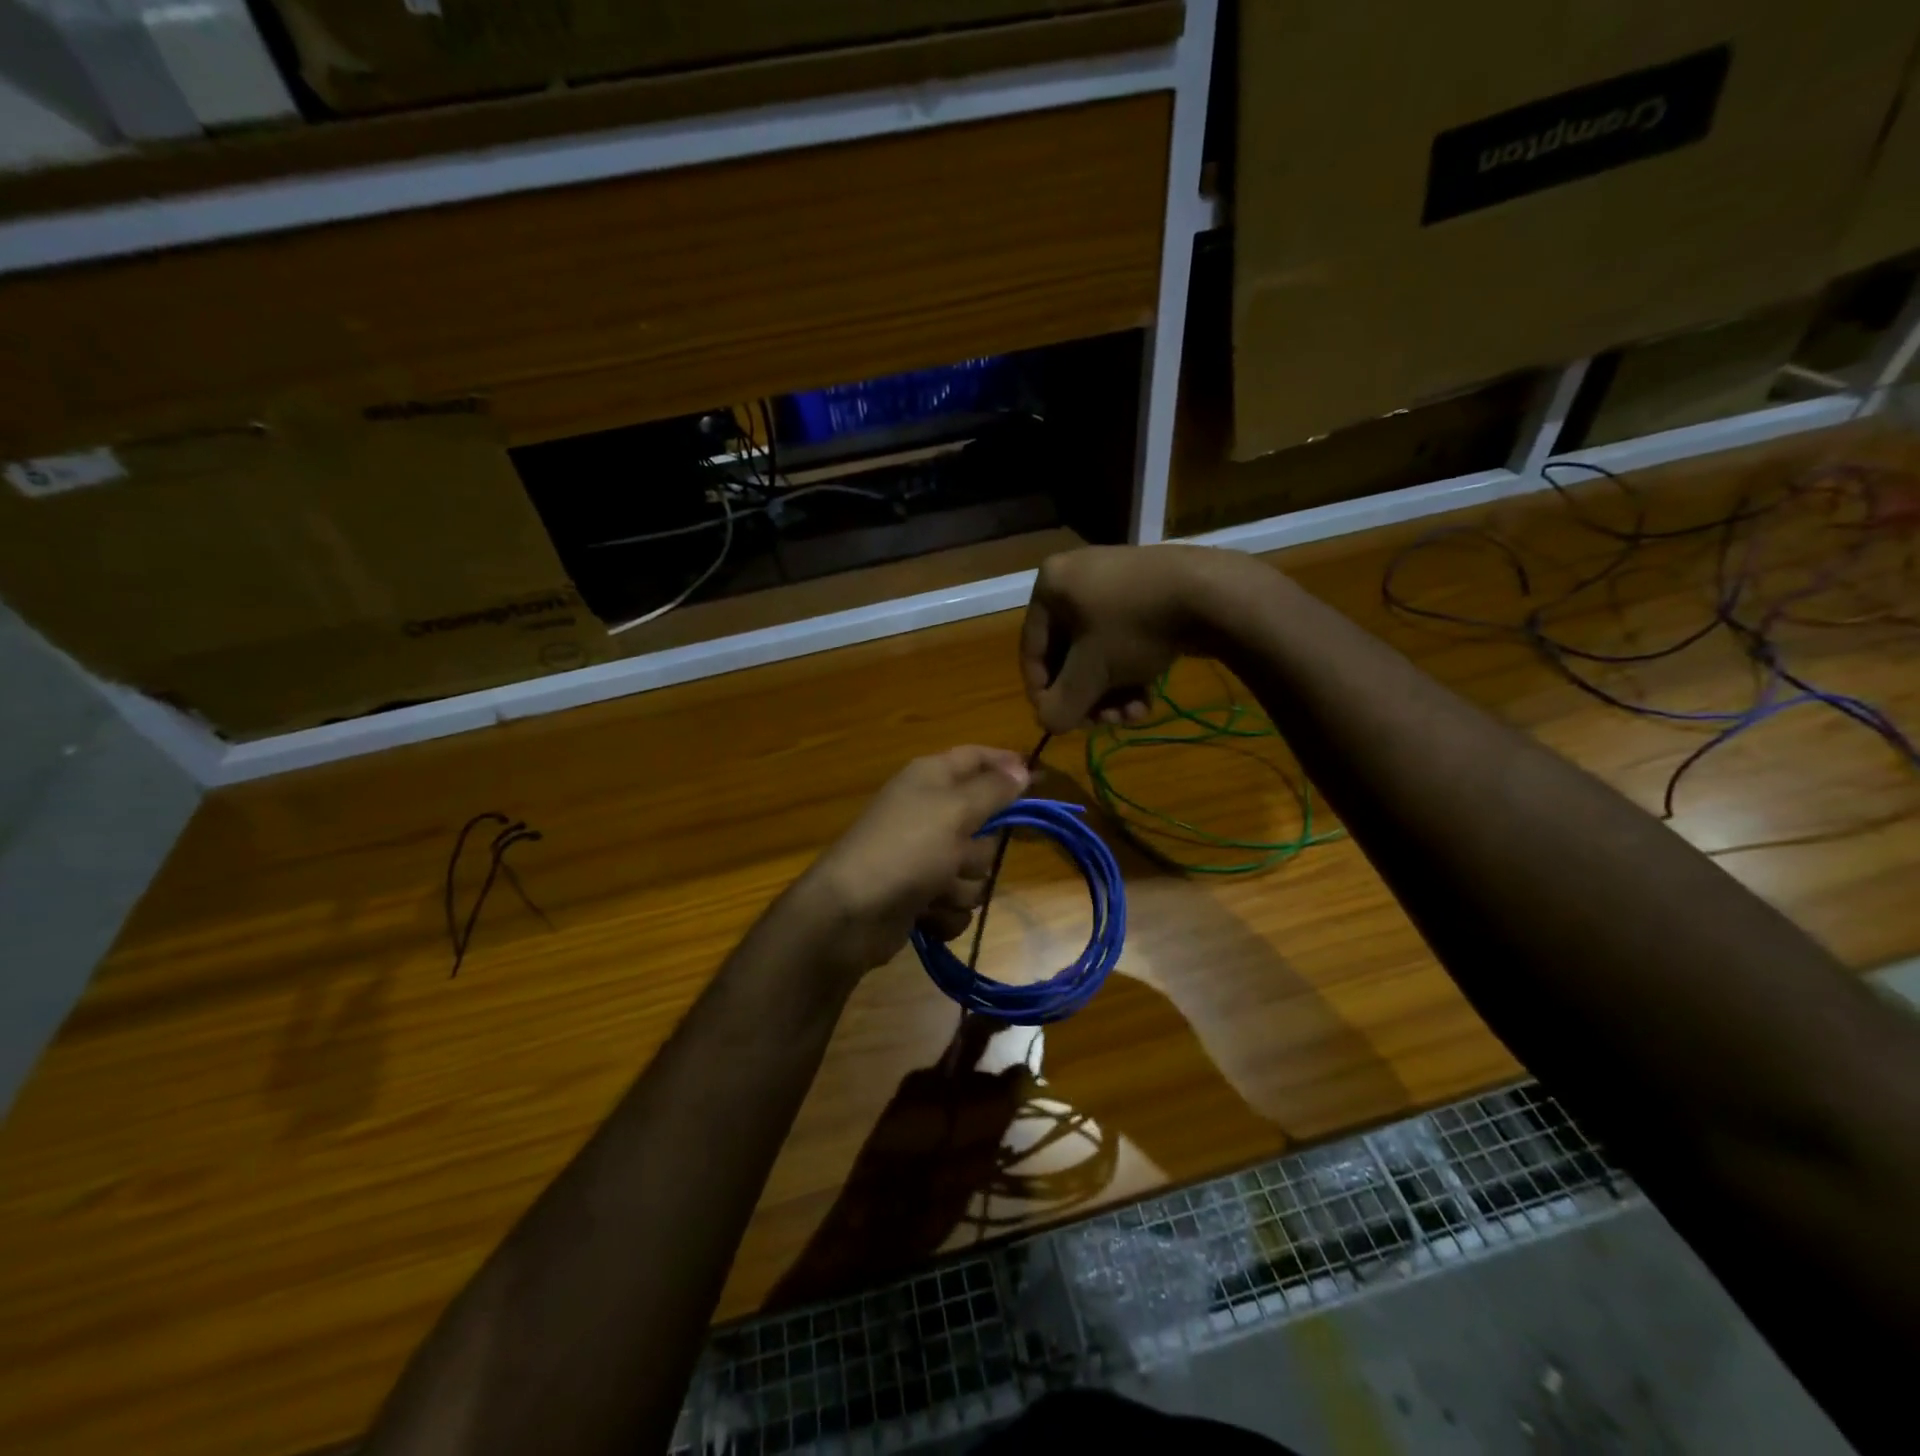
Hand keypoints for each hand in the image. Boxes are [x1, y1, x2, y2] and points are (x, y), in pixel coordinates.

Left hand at [797, 746, 1030, 973]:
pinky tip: (926, 914)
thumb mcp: (956, 810)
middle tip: (960, 852)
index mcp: (931, 778)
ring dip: (961, 886)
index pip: (976, 757)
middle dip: (980, 848)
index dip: (1007, 763)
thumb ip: (994, 789)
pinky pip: (956, 901)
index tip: (1041, 779)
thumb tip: (1022, 767)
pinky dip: (945, 911)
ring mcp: (923, 856)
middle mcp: (928, 811)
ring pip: (974, 869)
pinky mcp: (920, 894)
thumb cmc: (906, 849)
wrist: (852, 914)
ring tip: (937, 890)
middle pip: (983, 823)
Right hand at [1020, 545, 1270, 731]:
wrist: (1210, 593)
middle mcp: (1076, 578)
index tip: (1061, 723)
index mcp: (1050, 586)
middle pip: (1069, 655)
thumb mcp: (1091, 674)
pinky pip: (1125, 639)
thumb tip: (1048, 723)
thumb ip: (1062, 704)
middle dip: (1088, 696)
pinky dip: (1131, 671)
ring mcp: (1116, 582)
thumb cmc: (1132, 628)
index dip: (1044, 694)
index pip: (1032, 651)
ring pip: (1100, 652)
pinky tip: (1147, 698)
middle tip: (1105, 722)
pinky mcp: (1149, 592)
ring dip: (1112, 692)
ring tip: (1133, 715)